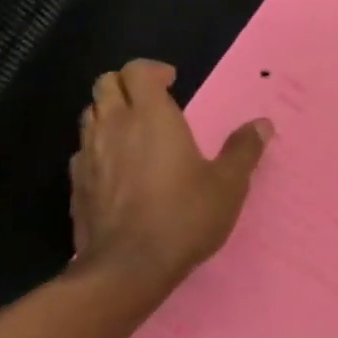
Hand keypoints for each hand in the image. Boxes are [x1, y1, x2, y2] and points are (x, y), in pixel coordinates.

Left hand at [69, 59, 271, 288]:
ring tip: (134, 132)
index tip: (172, 81)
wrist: (128, 267)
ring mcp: (88, 154)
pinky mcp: (75, 184)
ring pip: (90, 114)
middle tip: (152, 102)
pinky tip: (117, 169)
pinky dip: (99, 147)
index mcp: (151, 116)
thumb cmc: (184, 216)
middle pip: (106, 84)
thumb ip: (243, 150)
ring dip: (110, 113)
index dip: (153, 70)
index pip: (137, 70)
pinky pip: (83, 150)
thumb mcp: (228, 184)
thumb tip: (262, 124)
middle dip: (127, 85)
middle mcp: (113, 126)